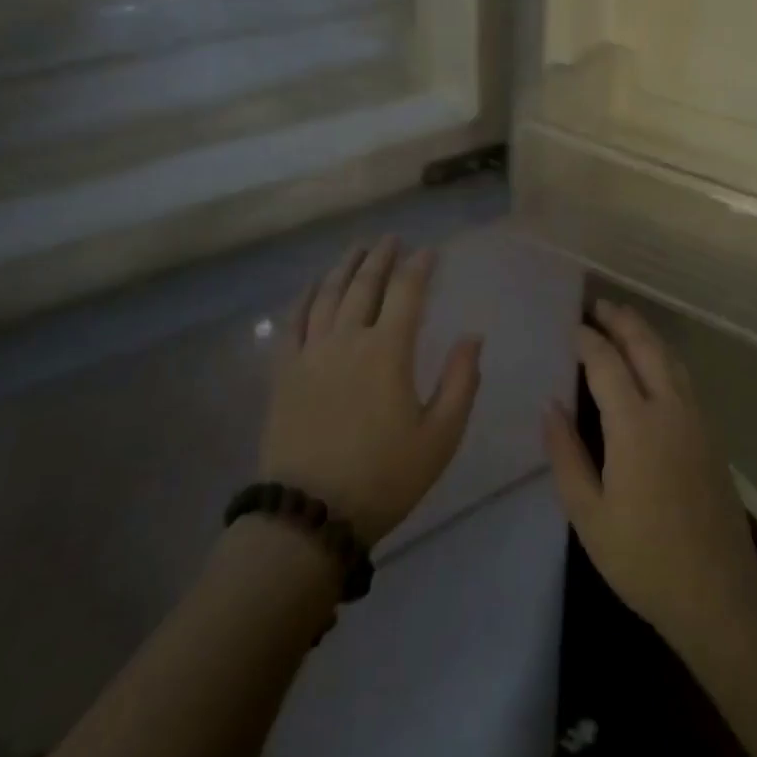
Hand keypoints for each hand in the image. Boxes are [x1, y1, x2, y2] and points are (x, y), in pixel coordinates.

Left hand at [261, 238, 481, 546]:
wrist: (309, 517)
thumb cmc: (384, 477)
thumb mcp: (440, 437)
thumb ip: (461, 382)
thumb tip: (473, 336)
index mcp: (387, 351)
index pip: (406, 292)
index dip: (419, 266)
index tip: (429, 251)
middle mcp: (347, 339)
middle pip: (364, 284)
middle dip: (380, 256)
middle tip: (391, 238)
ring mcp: (310, 353)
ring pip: (327, 294)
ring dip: (344, 267)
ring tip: (356, 249)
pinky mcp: (284, 372)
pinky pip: (293, 321)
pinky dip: (305, 296)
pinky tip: (312, 286)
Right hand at [544, 301, 756, 651]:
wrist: (718, 593)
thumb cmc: (643, 559)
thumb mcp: (589, 516)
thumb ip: (566, 456)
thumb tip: (550, 405)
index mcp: (635, 426)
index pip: (606, 362)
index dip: (587, 339)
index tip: (569, 326)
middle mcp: (669, 409)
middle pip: (645, 346)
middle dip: (620, 320)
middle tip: (597, 305)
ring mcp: (695, 418)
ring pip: (669, 357)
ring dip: (644, 333)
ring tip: (622, 320)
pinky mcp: (710, 432)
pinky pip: (683, 375)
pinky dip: (663, 354)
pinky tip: (653, 361)